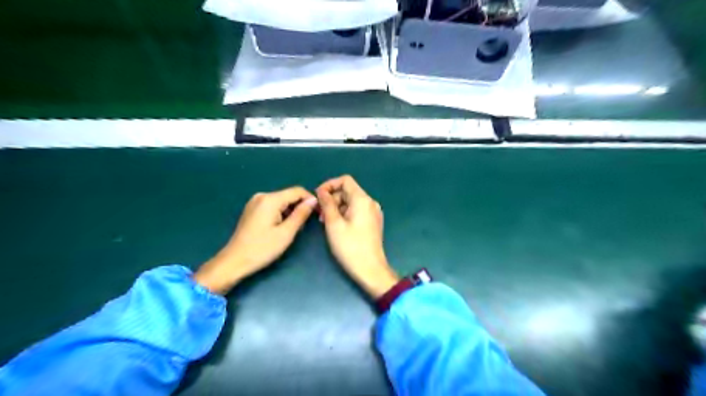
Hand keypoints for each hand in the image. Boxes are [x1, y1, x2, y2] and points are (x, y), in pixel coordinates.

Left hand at [192, 188, 314, 295]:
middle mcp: (262, 196)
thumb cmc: (262, 249)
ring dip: (291, 211)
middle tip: (306, 224)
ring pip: (281, 201)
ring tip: (294, 228)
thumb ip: (301, 214)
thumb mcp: (286, 233)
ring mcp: (255, 202)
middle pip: (289, 195)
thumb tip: (313, 200)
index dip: (310, 199)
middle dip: (300, 206)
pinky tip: (282, 227)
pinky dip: (281, 213)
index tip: (318, 212)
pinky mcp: (252, 209)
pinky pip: (273, 206)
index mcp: (270, 199)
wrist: (234, 261)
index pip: (297, 191)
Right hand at [318, 175, 399, 298]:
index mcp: (362, 200)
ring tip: (325, 222)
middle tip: (319, 214)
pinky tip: (336, 226)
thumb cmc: (350, 247)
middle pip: (348, 191)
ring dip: (336, 207)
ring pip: (351, 202)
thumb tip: (321, 191)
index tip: (318, 197)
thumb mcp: (334, 224)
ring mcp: (373, 213)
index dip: (329, 184)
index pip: (345, 180)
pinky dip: (345, 214)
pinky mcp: (373, 222)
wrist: (370, 269)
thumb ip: (327, 204)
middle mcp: (370, 202)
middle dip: (332, 199)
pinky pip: (357, 211)